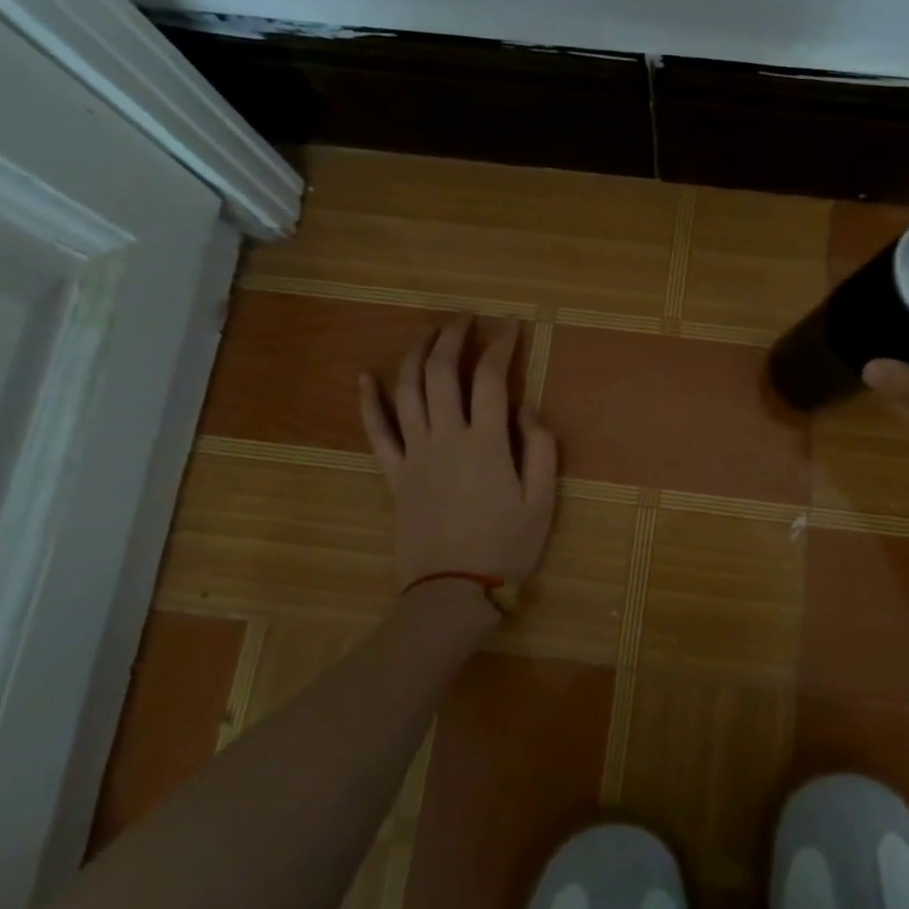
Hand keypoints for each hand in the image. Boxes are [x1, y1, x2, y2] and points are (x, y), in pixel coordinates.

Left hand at [359, 317, 557, 597]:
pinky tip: (365, 376)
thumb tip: (525, 406)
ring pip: (408, 391)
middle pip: (442, 372)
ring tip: (428, 334)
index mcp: (487, 442)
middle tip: (465, 318)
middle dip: (453, 337)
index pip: (491, 378)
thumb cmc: (505, 546)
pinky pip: (376, 431)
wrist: (452, 591)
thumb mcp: (542, 500)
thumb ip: (541, 447)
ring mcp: (414, 454)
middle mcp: (446, 437)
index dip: (501, 346)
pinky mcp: (393, 474)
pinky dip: (369, 401)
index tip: (510, 327)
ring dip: (416, 356)